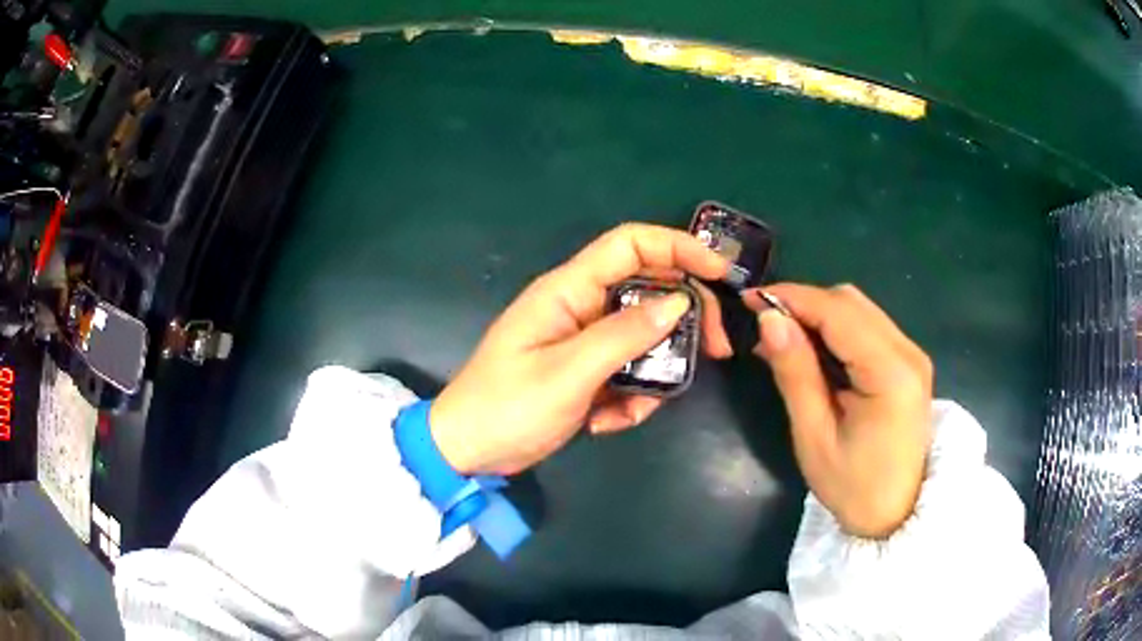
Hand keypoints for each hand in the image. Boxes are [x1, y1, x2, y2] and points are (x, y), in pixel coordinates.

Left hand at [431, 224, 732, 475]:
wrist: (470, 451)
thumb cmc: (507, 406)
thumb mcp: (568, 372)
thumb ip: (624, 335)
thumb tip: (679, 302)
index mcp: (569, 290)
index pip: (631, 244)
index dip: (679, 247)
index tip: (721, 273)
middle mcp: (582, 306)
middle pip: (651, 289)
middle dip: (687, 318)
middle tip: (718, 350)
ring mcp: (587, 340)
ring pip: (646, 338)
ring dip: (655, 373)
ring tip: (632, 409)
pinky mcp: (589, 371)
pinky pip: (630, 372)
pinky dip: (631, 398)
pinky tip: (604, 423)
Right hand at [744, 283, 932, 538]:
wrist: (897, 515)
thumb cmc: (852, 487)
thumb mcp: (814, 436)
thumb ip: (795, 373)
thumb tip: (770, 319)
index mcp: (891, 373)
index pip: (838, 312)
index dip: (793, 298)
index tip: (750, 301)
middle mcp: (908, 352)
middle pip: (851, 302)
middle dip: (805, 304)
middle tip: (765, 328)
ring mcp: (912, 355)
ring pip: (860, 310)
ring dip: (819, 315)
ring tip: (784, 341)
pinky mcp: (909, 363)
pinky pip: (868, 327)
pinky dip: (836, 329)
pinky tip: (813, 351)